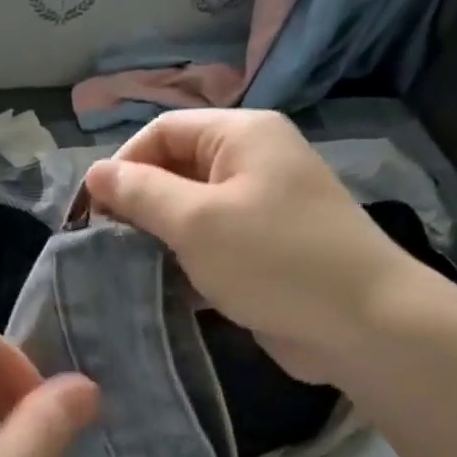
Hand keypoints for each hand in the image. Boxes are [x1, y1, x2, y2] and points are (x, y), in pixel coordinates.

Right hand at [84, 110, 444, 382]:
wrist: (363, 325)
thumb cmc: (274, 260)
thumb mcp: (196, 221)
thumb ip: (140, 193)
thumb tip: (94, 172)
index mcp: (241, 135)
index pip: (161, 131)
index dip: (122, 165)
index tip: (92, 213)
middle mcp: (251, 162)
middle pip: (173, 169)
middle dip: (136, 203)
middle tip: (105, 244)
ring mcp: (259, 208)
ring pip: (186, 211)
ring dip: (154, 236)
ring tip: (125, 267)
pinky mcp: (260, 251)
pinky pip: (206, 244)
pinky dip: (180, 261)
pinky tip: (158, 287)